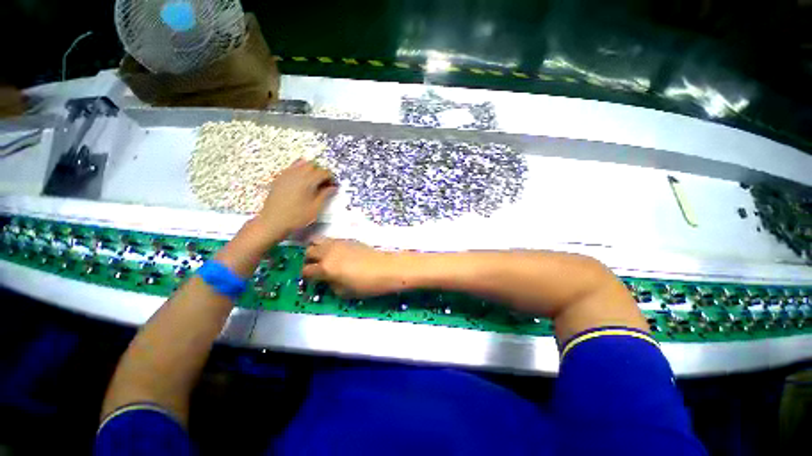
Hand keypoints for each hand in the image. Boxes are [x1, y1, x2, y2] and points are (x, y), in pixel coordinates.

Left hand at [254, 160, 336, 236]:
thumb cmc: (296, 217)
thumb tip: (333, 187)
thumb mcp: (315, 208)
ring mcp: (286, 175)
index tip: (332, 186)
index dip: (330, 178)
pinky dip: (299, 171)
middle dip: (320, 172)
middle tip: (323, 184)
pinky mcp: (279, 178)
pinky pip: (291, 168)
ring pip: (301, 164)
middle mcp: (297, 174)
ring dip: (309, 170)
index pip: (323, 172)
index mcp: (307, 181)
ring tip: (312, 182)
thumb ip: (325, 195)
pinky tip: (300, 182)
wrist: (273, 221)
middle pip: (312, 165)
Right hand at [302, 237, 404, 296]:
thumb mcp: (344, 292)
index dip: (307, 277)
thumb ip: (330, 285)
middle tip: (316, 267)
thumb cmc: (366, 284)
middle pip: (308, 252)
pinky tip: (336, 253)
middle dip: (308, 260)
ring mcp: (338, 243)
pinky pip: (331, 239)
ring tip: (323, 257)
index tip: (312, 280)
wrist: (385, 268)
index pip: (306, 270)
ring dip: (316, 249)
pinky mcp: (347, 239)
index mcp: (325, 268)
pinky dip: (328, 245)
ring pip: (317, 240)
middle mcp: (328, 253)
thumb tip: (326, 279)